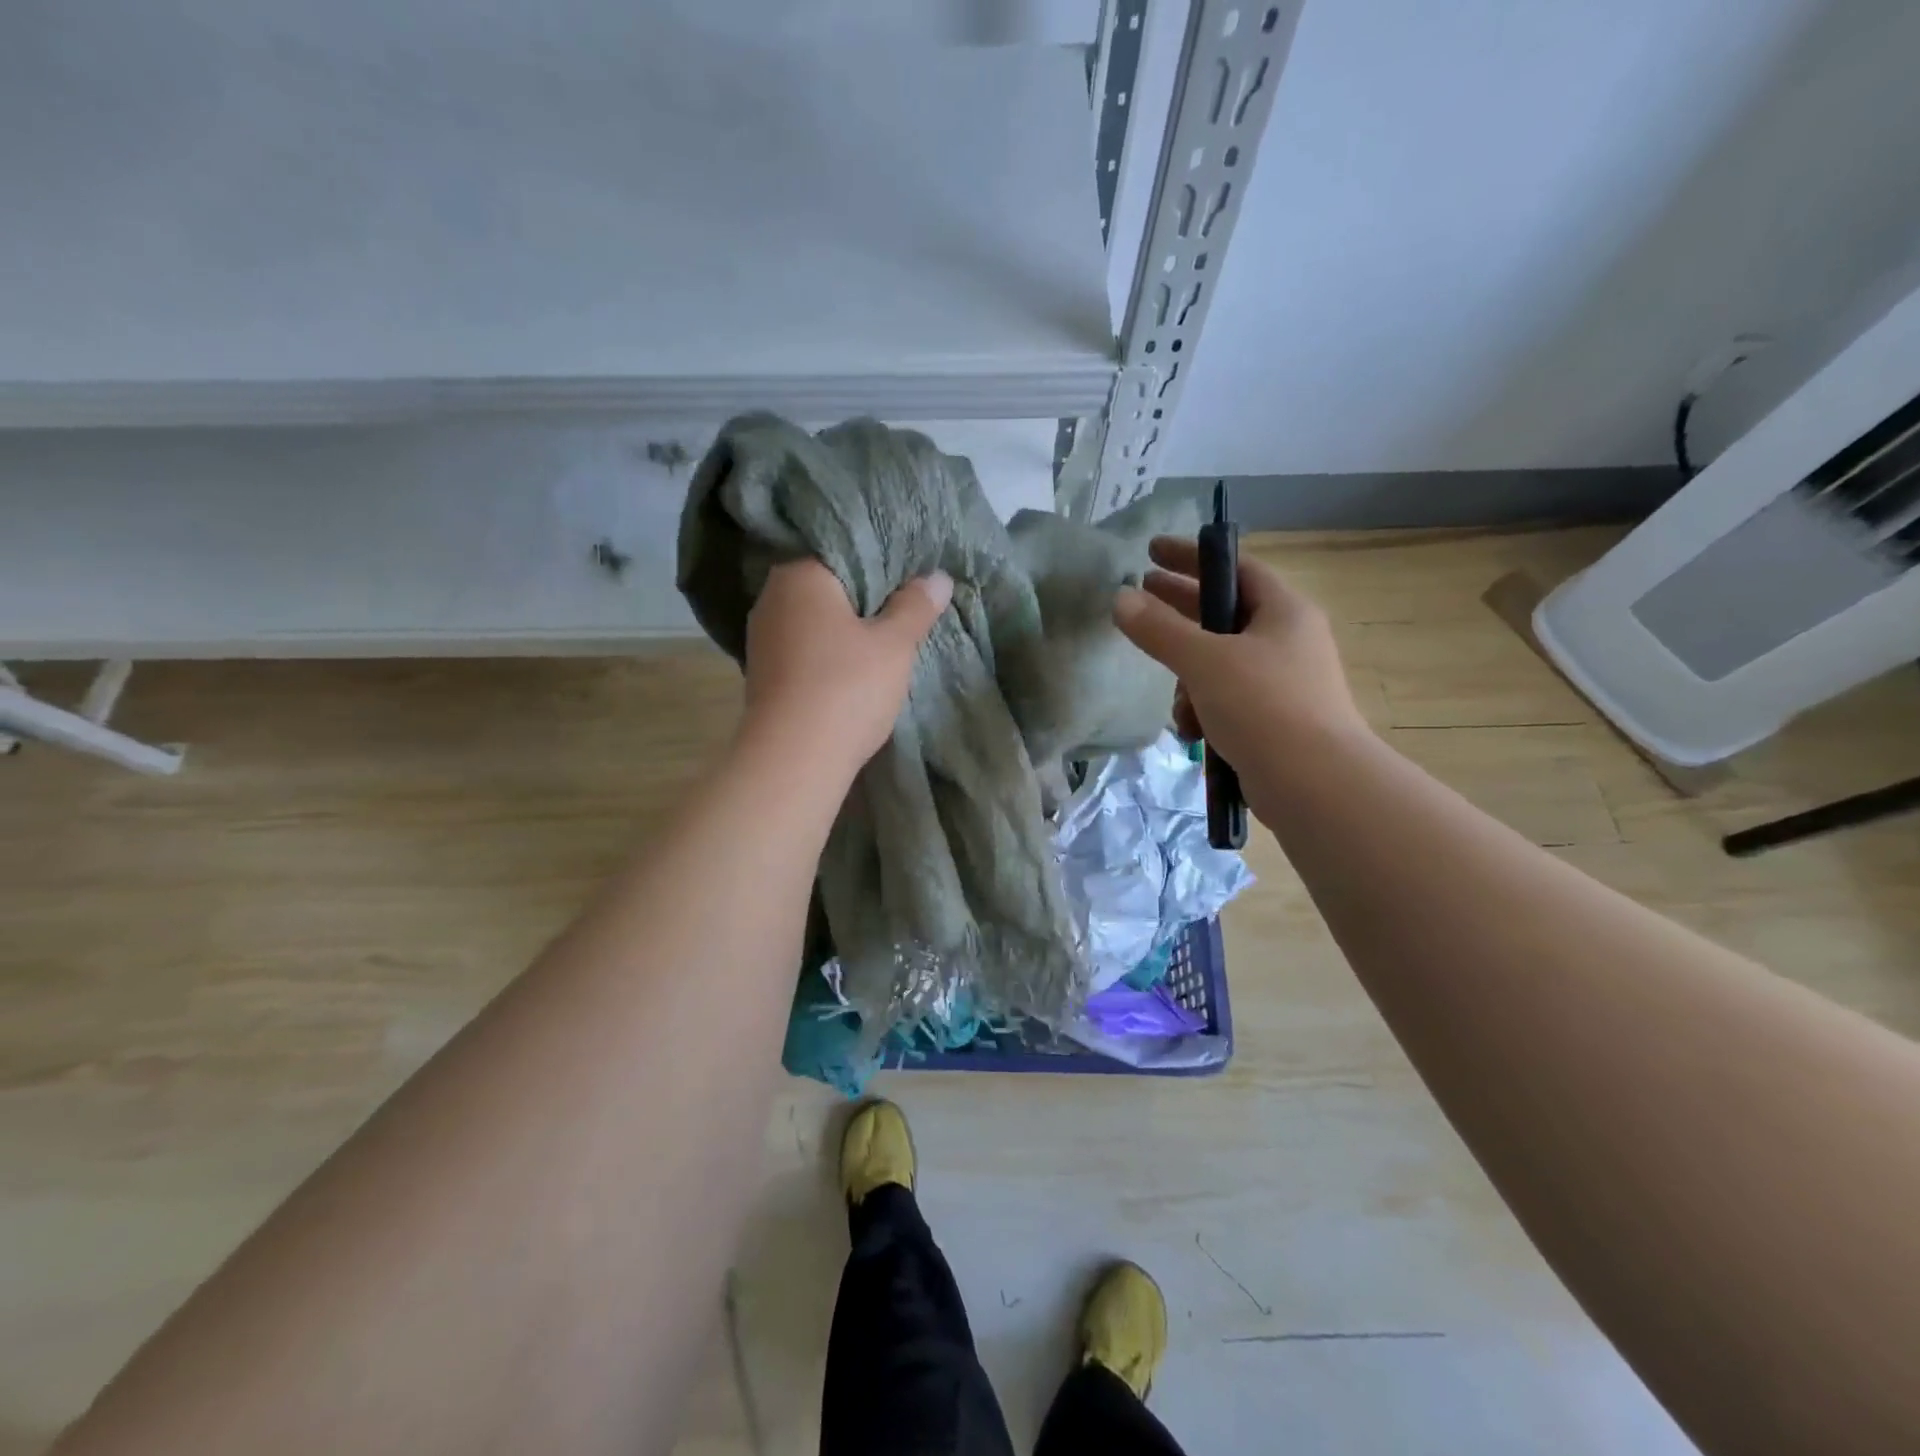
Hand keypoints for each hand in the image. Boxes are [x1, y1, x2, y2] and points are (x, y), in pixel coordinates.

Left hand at [739, 559, 952, 777]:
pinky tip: (850, 670)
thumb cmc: (847, 687)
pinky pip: (803, 649)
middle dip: (863, 599)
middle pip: (828, 587)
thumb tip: (938, 577)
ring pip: (814, 621)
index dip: (883, 566)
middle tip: (903, 611)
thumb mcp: (894, 645)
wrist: (793, 758)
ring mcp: (762, 637)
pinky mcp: (762, 672)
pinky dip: (826, 654)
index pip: (846, 552)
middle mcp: (772, 597)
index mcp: (801, 575)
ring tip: (881, 641)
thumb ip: (916, 607)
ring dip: (843, 629)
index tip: (911, 582)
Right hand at [1112, 537, 1366, 770]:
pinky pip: (1226, 701)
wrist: (1315, 785)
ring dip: (1187, 681)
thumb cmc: (1264, 707)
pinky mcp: (1273, 720)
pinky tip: (1192, 734)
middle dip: (1179, 614)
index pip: (1234, 567)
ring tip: (1178, 706)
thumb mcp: (1204, 662)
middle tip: (1138, 601)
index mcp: (1283, 611)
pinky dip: (1204, 712)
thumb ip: (1159, 629)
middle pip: (1222, 614)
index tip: (1151, 552)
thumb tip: (1121, 598)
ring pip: (1218, 665)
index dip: (1192, 556)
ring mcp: (1281, 682)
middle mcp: (1286, 640)